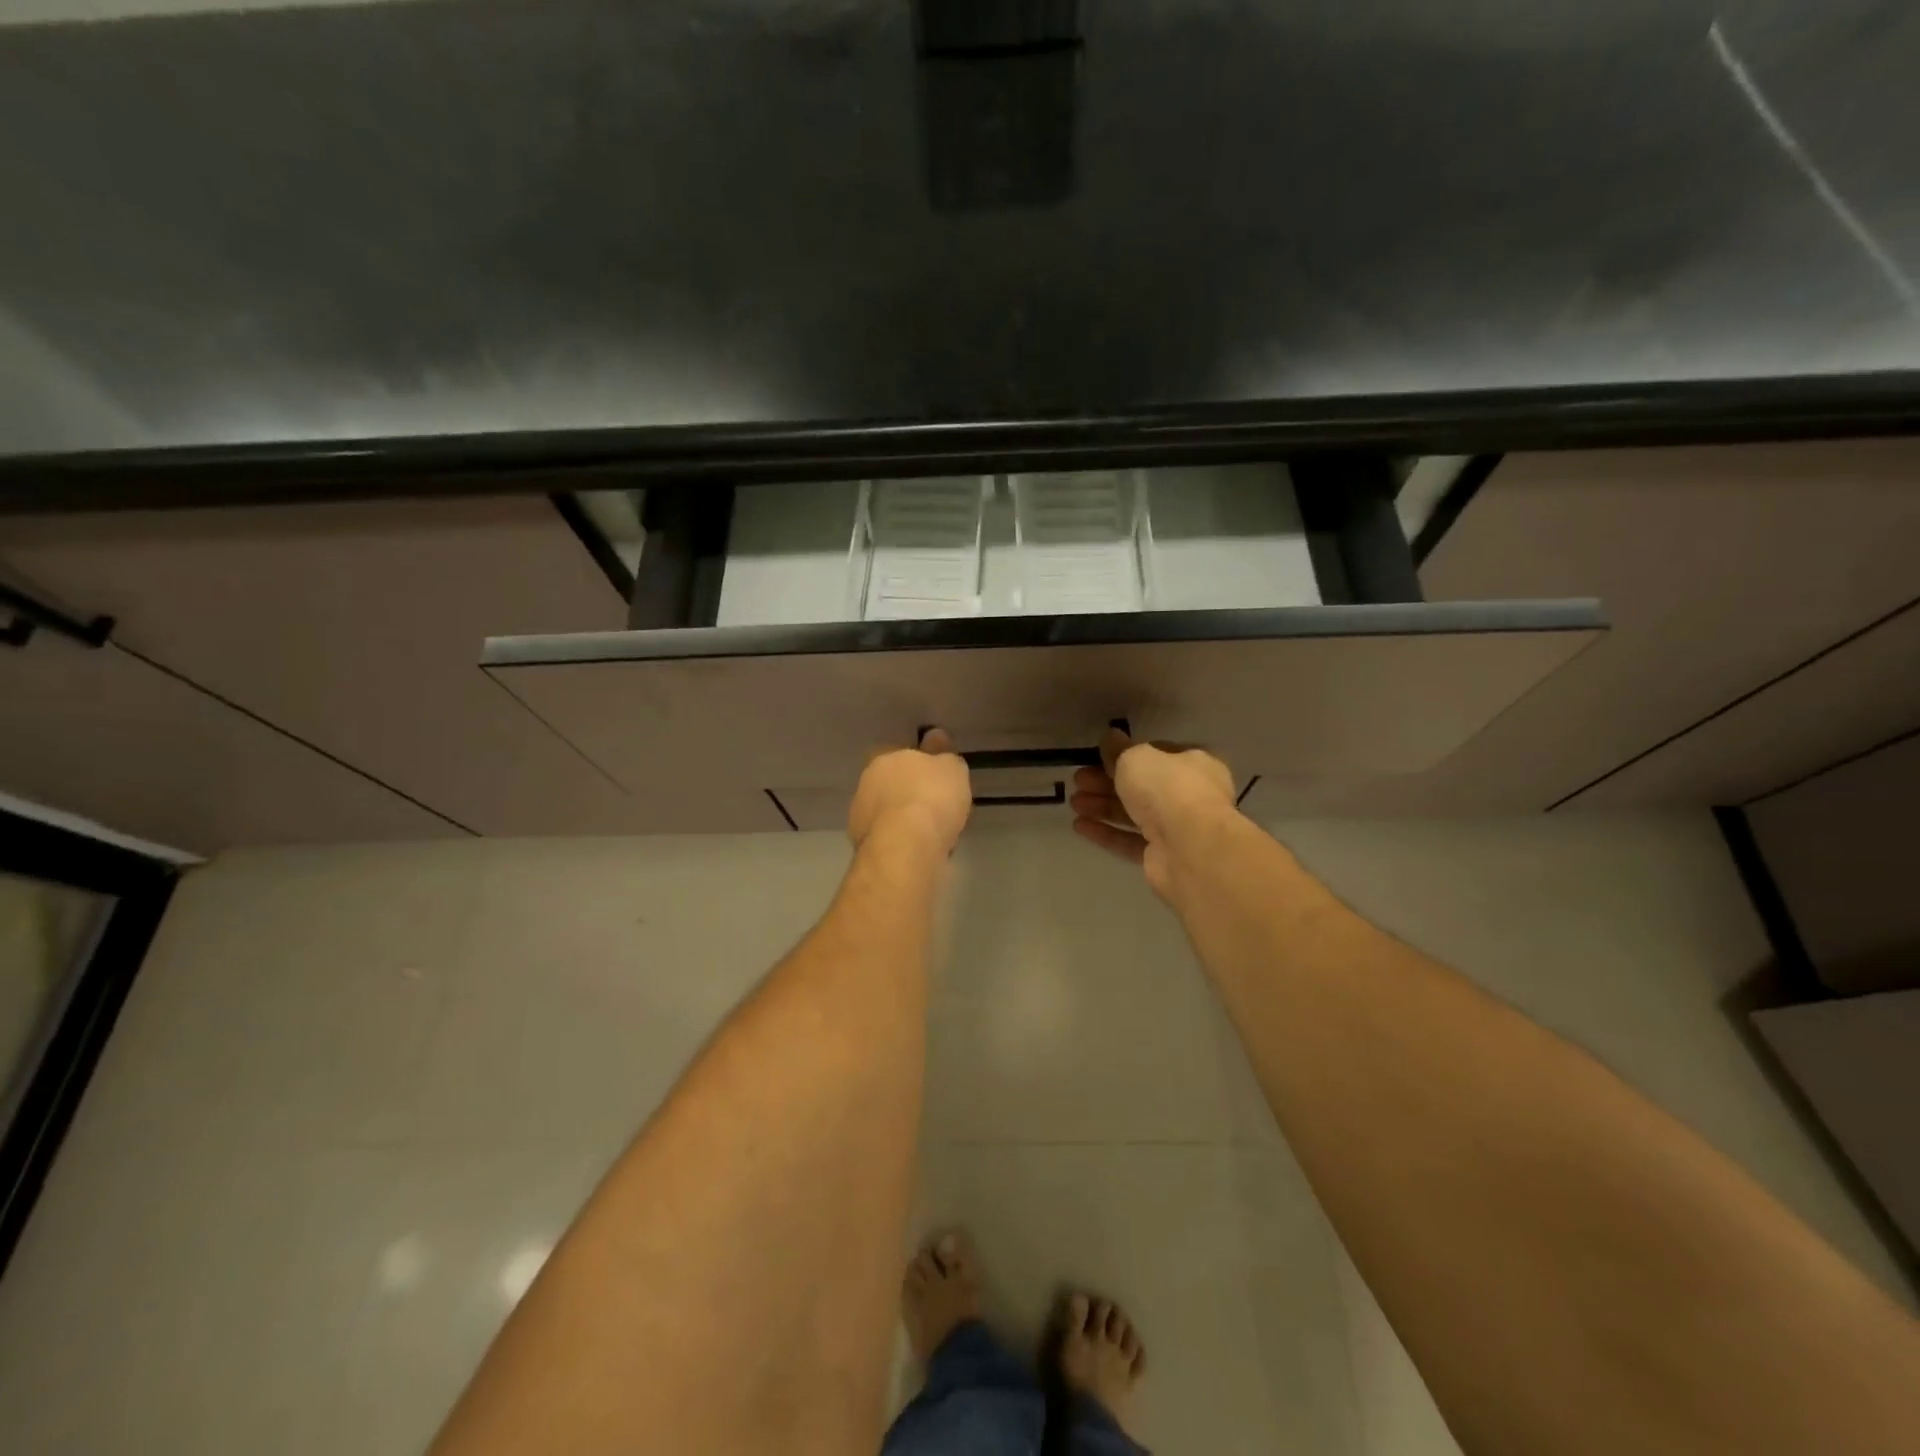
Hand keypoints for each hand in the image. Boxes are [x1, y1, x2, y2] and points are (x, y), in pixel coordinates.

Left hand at [848, 728, 971, 855]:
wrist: (907, 847)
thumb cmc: (931, 797)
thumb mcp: (952, 768)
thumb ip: (944, 755)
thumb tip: (935, 738)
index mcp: (884, 759)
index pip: (896, 754)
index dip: (915, 764)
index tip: (933, 776)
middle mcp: (866, 784)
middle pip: (890, 785)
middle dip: (908, 793)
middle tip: (935, 806)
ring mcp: (860, 817)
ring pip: (888, 814)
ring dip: (903, 820)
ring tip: (931, 833)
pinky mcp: (863, 847)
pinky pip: (890, 839)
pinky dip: (902, 842)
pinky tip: (921, 850)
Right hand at [1070, 727, 1236, 897]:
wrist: (1189, 847)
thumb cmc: (1167, 788)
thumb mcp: (1136, 757)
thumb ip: (1118, 749)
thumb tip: (1109, 737)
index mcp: (1194, 764)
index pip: (1157, 754)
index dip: (1126, 755)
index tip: (1098, 757)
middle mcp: (1190, 795)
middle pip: (1142, 785)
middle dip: (1106, 782)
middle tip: (1079, 780)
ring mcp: (1177, 829)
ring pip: (1134, 814)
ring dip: (1102, 806)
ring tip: (1073, 803)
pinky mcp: (1162, 857)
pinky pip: (1129, 841)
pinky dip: (1105, 832)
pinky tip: (1079, 826)